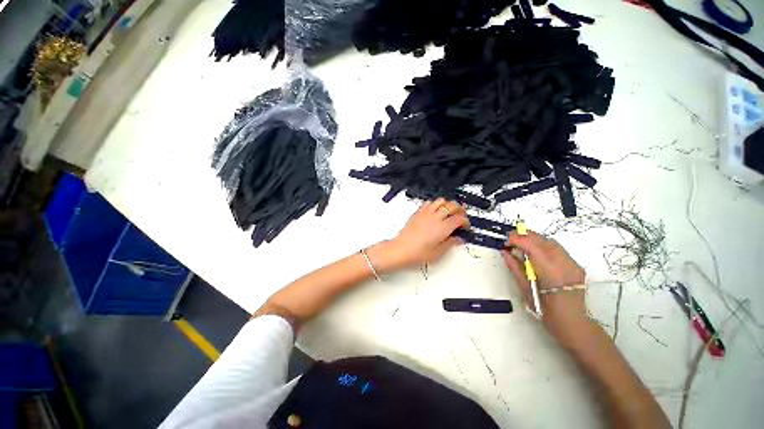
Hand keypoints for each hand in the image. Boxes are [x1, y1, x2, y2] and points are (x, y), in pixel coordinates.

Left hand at [387, 198, 469, 267]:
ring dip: (448, 204)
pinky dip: (435, 204)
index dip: (466, 221)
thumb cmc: (418, 253)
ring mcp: (426, 213)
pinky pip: (429, 202)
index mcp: (443, 227)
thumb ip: (451, 243)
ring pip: (441, 200)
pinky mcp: (418, 212)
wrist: (401, 249)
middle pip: (453, 205)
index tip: (465, 227)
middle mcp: (435, 217)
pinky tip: (435, 211)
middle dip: (460, 210)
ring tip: (449, 212)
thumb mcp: (438, 252)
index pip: (460, 218)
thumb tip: (458, 239)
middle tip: (460, 217)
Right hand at [501, 230, 587, 335]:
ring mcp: (573, 263)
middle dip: (524, 236)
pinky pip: (557, 248)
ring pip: (551, 242)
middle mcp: (564, 264)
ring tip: (521, 245)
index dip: (517, 239)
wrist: (573, 322)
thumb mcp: (526, 289)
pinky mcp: (575, 264)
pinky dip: (543, 245)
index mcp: (550, 272)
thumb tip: (505, 252)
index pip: (532, 245)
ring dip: (534, 239)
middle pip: (543, 240)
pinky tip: (536, 252)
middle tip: (510, 240)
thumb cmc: (546, 311)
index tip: (506, 241)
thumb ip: (515, 268)